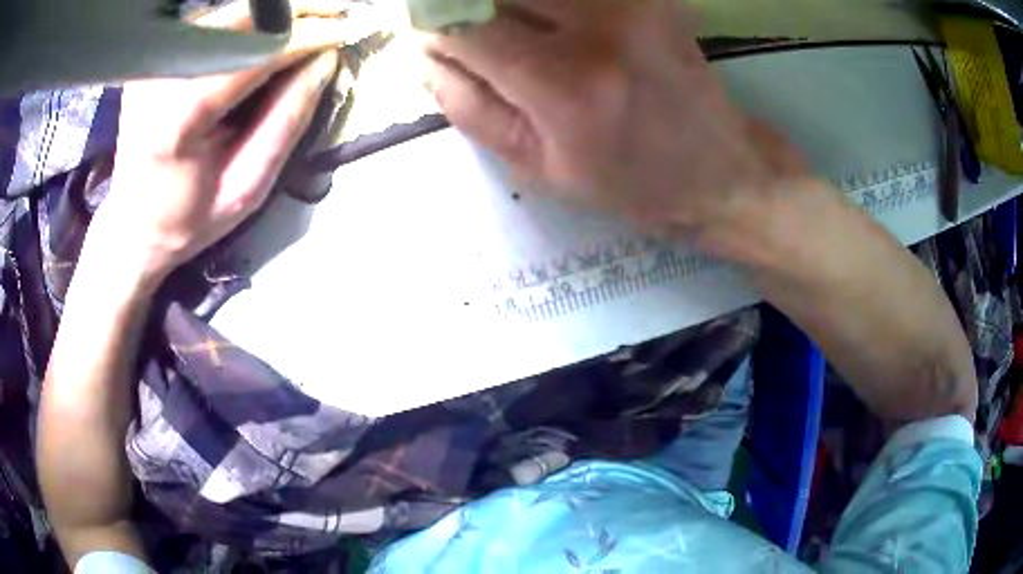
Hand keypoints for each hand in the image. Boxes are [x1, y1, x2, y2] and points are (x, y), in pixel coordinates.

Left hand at [91, 4, 351, 283]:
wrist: (134, 222)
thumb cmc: (188, 218)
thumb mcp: (245, 189)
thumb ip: (284, 124)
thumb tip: (326, 63)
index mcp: (177, 120)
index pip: (253, 55)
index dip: (306, 37)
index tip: (350, 28)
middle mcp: (160, 79)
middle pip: (240, 20)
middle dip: (297, 12)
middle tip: (340, 15)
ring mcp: (155, 64)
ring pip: (229, 14)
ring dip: (277, 14)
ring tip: (316, 21)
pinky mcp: (156, 58)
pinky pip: (213, 24)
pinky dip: (250, 21)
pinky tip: (274, 32)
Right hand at [424, 0, 809, 248]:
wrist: (718, 167)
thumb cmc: (629, 181)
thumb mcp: (535, 167)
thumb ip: (466, 105)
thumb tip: (424, 52)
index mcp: (566, 84)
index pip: (465, 24)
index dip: (434, 27)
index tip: (434, 40)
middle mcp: (601, 24)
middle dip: (469, 7)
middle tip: (481, 39)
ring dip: (511, 6)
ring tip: (526, 40)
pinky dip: (546, 5)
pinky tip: (551, 23)